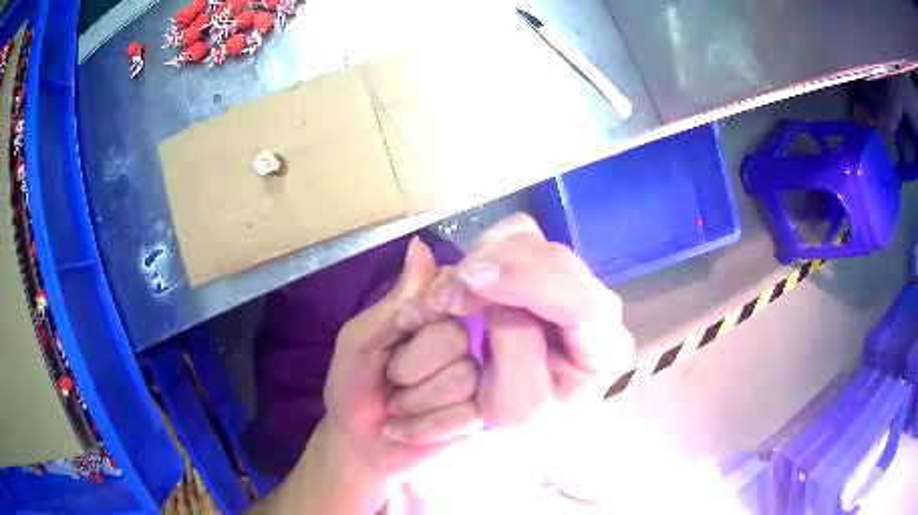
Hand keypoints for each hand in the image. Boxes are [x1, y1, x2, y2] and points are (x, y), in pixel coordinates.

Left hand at [323, 237, 481, 475]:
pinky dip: (424, 426)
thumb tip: (420, 244)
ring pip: (463, 377)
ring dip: (415, 400)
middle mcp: (463, 342)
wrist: (359, 442)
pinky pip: (464, 413)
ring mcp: (476, 380)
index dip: (422, 316)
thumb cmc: (353, 385)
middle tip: (391, 380)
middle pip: (456, 336)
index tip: (399, 332)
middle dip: (410, 366)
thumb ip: (395, 302)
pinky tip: (408, 428)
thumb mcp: (360, 339)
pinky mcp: (479, 414)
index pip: (452, 291)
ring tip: (399, 407)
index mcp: (433, 316)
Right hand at [395, 214, 634, 426]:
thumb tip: (491, 286)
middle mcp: (598, 303)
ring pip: (529, 239)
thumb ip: (514, 350)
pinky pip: (510, 238)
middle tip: (442, 298)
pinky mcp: (545, 267)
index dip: (527, 281)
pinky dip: (479, 253)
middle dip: (491, 268)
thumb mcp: (515, 406)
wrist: (529, 409)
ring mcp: (572, 280)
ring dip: (481, 260)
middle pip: (552, 258)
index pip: (581, 301)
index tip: (470, 280)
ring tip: (448, 296)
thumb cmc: (524, 418)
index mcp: (604, 348)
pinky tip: (463, 284)